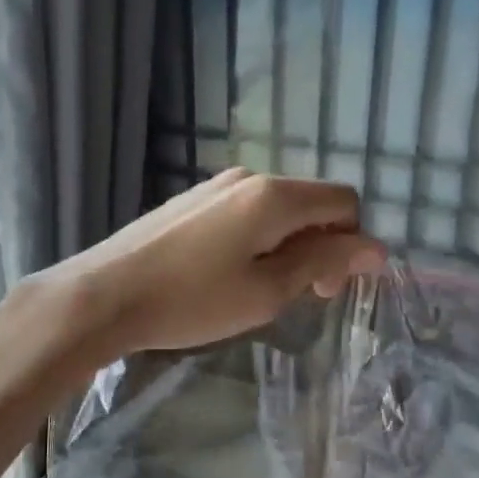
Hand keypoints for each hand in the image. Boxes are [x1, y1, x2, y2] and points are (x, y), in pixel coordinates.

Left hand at [42, 169, 385, 358]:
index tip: (328, 290)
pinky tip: (228, 275)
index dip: (352, 244)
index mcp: (275, 195)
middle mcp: (248, 177)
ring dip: (288, 246)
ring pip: (277, 209)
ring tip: (260, 291)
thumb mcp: (266, 291)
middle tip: (301, 298)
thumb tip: (375, 247)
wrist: (103, 294)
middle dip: (321, 247)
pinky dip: (257, 240)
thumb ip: (323, 262)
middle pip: (311, 203)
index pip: (344, 201)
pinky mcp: (190, 201)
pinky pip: (244, 212)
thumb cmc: (191, 300)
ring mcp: (215, 186)